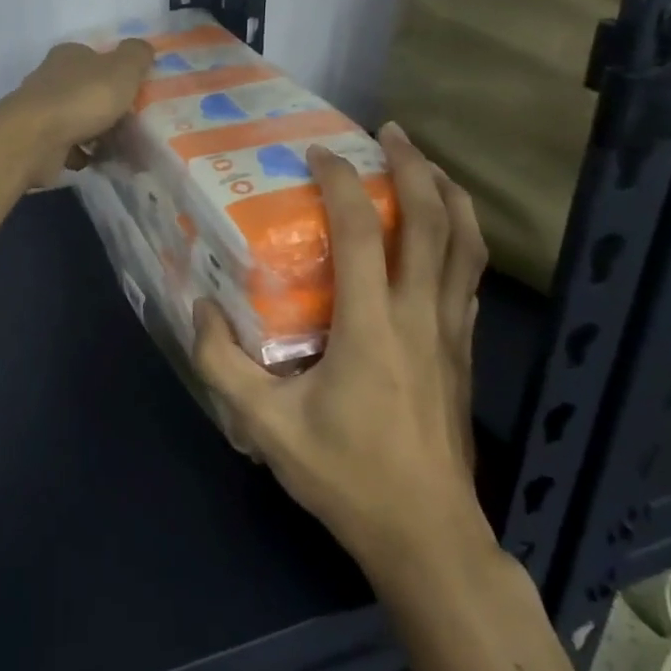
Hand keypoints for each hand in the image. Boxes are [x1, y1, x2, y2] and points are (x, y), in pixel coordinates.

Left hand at [1, 39, 153, 189]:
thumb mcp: (122, 68)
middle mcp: (51, 78)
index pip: (95, 56)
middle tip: (136, 122)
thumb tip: (144, 47)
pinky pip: (68, 146)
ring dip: (98, 132)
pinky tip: (98, 161)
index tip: (137, 90)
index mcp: (69, 55)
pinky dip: (83, 154)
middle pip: (87, 89)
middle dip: (110, 106)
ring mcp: (41, 111)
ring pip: (78, 119)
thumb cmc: (82, 98)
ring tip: (124, 146)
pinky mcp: (37, 141)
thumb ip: (137, 55)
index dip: (117, 71)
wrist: (34, 141)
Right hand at [190, 124, 488, 565]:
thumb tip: (199, 308)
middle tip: (389, 133)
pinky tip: (448, 228)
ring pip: (466, 245)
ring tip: (426, 163)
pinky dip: (464, 236)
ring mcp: (450, 331)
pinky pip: (471, 276)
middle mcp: (418, 315)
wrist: (428, 536)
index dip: (341, 183)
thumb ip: (222, 365)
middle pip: (431, 222)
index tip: (319, 154)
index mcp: (370, 327)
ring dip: (450, 194)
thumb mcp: (265, 427)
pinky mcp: (463, 350)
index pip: (360, 233)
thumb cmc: (346, 476)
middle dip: (412, 167)